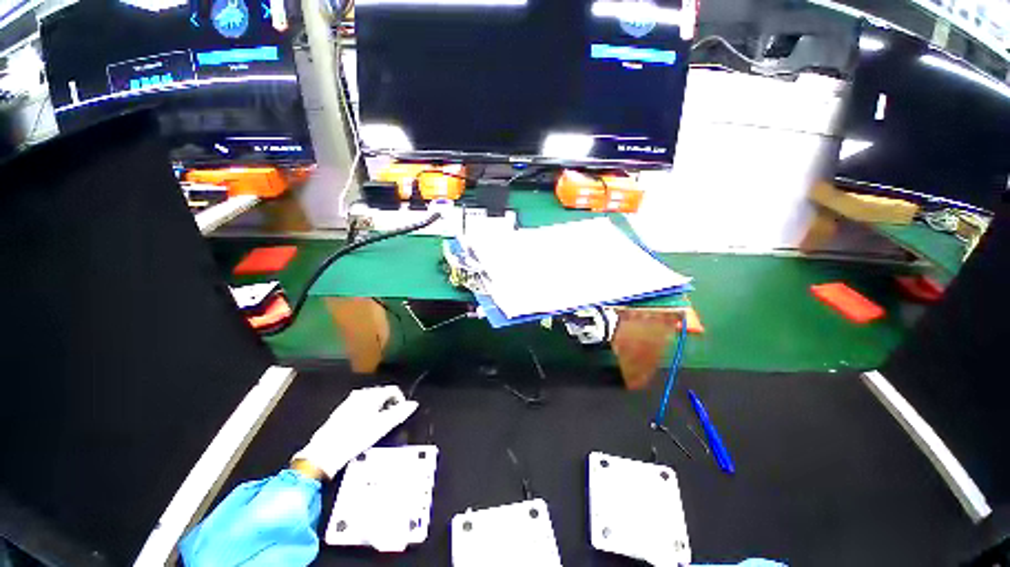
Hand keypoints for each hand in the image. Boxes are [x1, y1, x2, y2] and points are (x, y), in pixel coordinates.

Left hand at [291, 385, 417, 478]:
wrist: (325, 452)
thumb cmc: (356, 438)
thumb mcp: (382, 426)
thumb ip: (399, 413)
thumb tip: (413, 404)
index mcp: (371, 395)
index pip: (393, 390)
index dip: (401, 400)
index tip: (402, 413)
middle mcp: (360, 394)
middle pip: (382, 393)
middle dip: (389, 404)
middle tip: (391, 420)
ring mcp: (349, 401)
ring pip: (371, 400)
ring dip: (378, 408)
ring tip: (378, 424)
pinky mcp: (341, 410)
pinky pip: (360, 406)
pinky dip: (367, 412)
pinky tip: (364, 426)